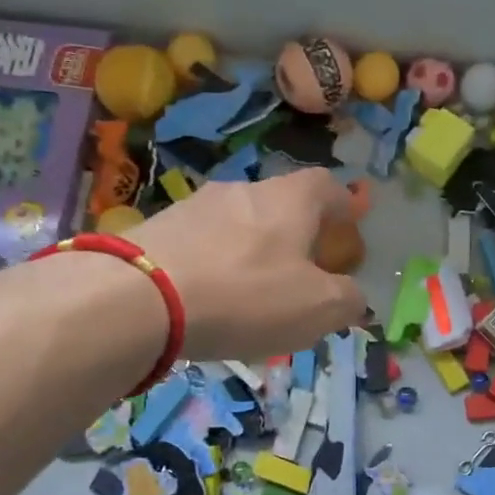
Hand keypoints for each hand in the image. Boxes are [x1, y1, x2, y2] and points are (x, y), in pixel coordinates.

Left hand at [134, 170, 367, 360]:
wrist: (138, 298)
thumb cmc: (247, 296)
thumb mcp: (318, 308)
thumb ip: (348, 301)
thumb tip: (356, 299)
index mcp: (290, 199)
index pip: (327, 186)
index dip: (343, 207)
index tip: (347, 234)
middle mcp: (244, 189)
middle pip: (281, 204)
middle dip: (295, 235)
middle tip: (299, 274)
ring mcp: (195, 205)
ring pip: (238, 224)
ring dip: (251, 251)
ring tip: (249, 294)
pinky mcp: (156, 227)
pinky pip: (201, 243)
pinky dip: (213, 265)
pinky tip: (206, 300)